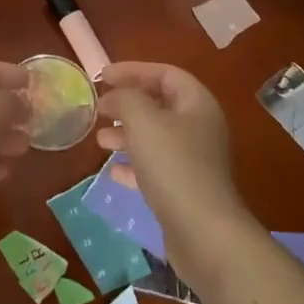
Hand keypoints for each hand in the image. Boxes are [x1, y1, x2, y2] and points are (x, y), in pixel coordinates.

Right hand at [97, 61, 256, 282]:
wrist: (204, 233)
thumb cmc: (173, 165)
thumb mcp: (143, 120)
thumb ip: (125, 98)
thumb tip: (114, 96)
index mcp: (197, 103)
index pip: (164, 74)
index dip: (133, 70)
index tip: (102, 76)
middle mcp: (200, 128)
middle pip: (160, 105)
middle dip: (127, 104)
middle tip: (99, 108)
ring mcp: (194, 161)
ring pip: (155, 137)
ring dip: (126, 134)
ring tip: (100, 139)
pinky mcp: (185, 190)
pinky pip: (155, 168)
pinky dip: (133, 165)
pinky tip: (113, 171)